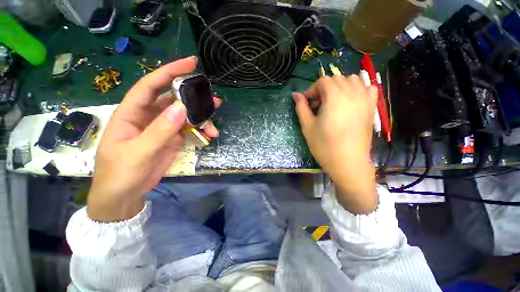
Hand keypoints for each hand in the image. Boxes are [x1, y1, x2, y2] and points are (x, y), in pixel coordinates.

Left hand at [87, 57, 221, 221]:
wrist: (125, 194)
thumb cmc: (121, 173)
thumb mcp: (138, 152)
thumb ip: (160, 130)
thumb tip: (181, 108)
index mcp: (132, 113)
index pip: (151, 85)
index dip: (170, 72)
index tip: (191, 63)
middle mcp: (149, 116)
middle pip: (173, 99)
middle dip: (193, 97)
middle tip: (213, 99)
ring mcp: (163, 127)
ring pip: (185, 114)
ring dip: (200, 117)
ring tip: (214, 121)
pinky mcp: (173, 138)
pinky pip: (189, 128)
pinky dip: (200, 129)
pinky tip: (209, 133)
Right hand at [293, 75, 377, 213]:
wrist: (348, 162)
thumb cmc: (324, 145)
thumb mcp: (307, 126)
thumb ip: (301, 107)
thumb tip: (295, 95)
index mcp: (335, 97)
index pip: (323, 81)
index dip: (312, 89)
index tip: (307, 102)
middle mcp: (352, 93)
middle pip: (337, 79)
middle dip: (324, 88)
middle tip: (318, 105)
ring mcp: (365, 99)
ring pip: (353, 80)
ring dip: (340, 86)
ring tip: (333, 101)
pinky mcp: (371, 108)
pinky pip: (368, 88)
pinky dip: (358, 89)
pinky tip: (351, 100)